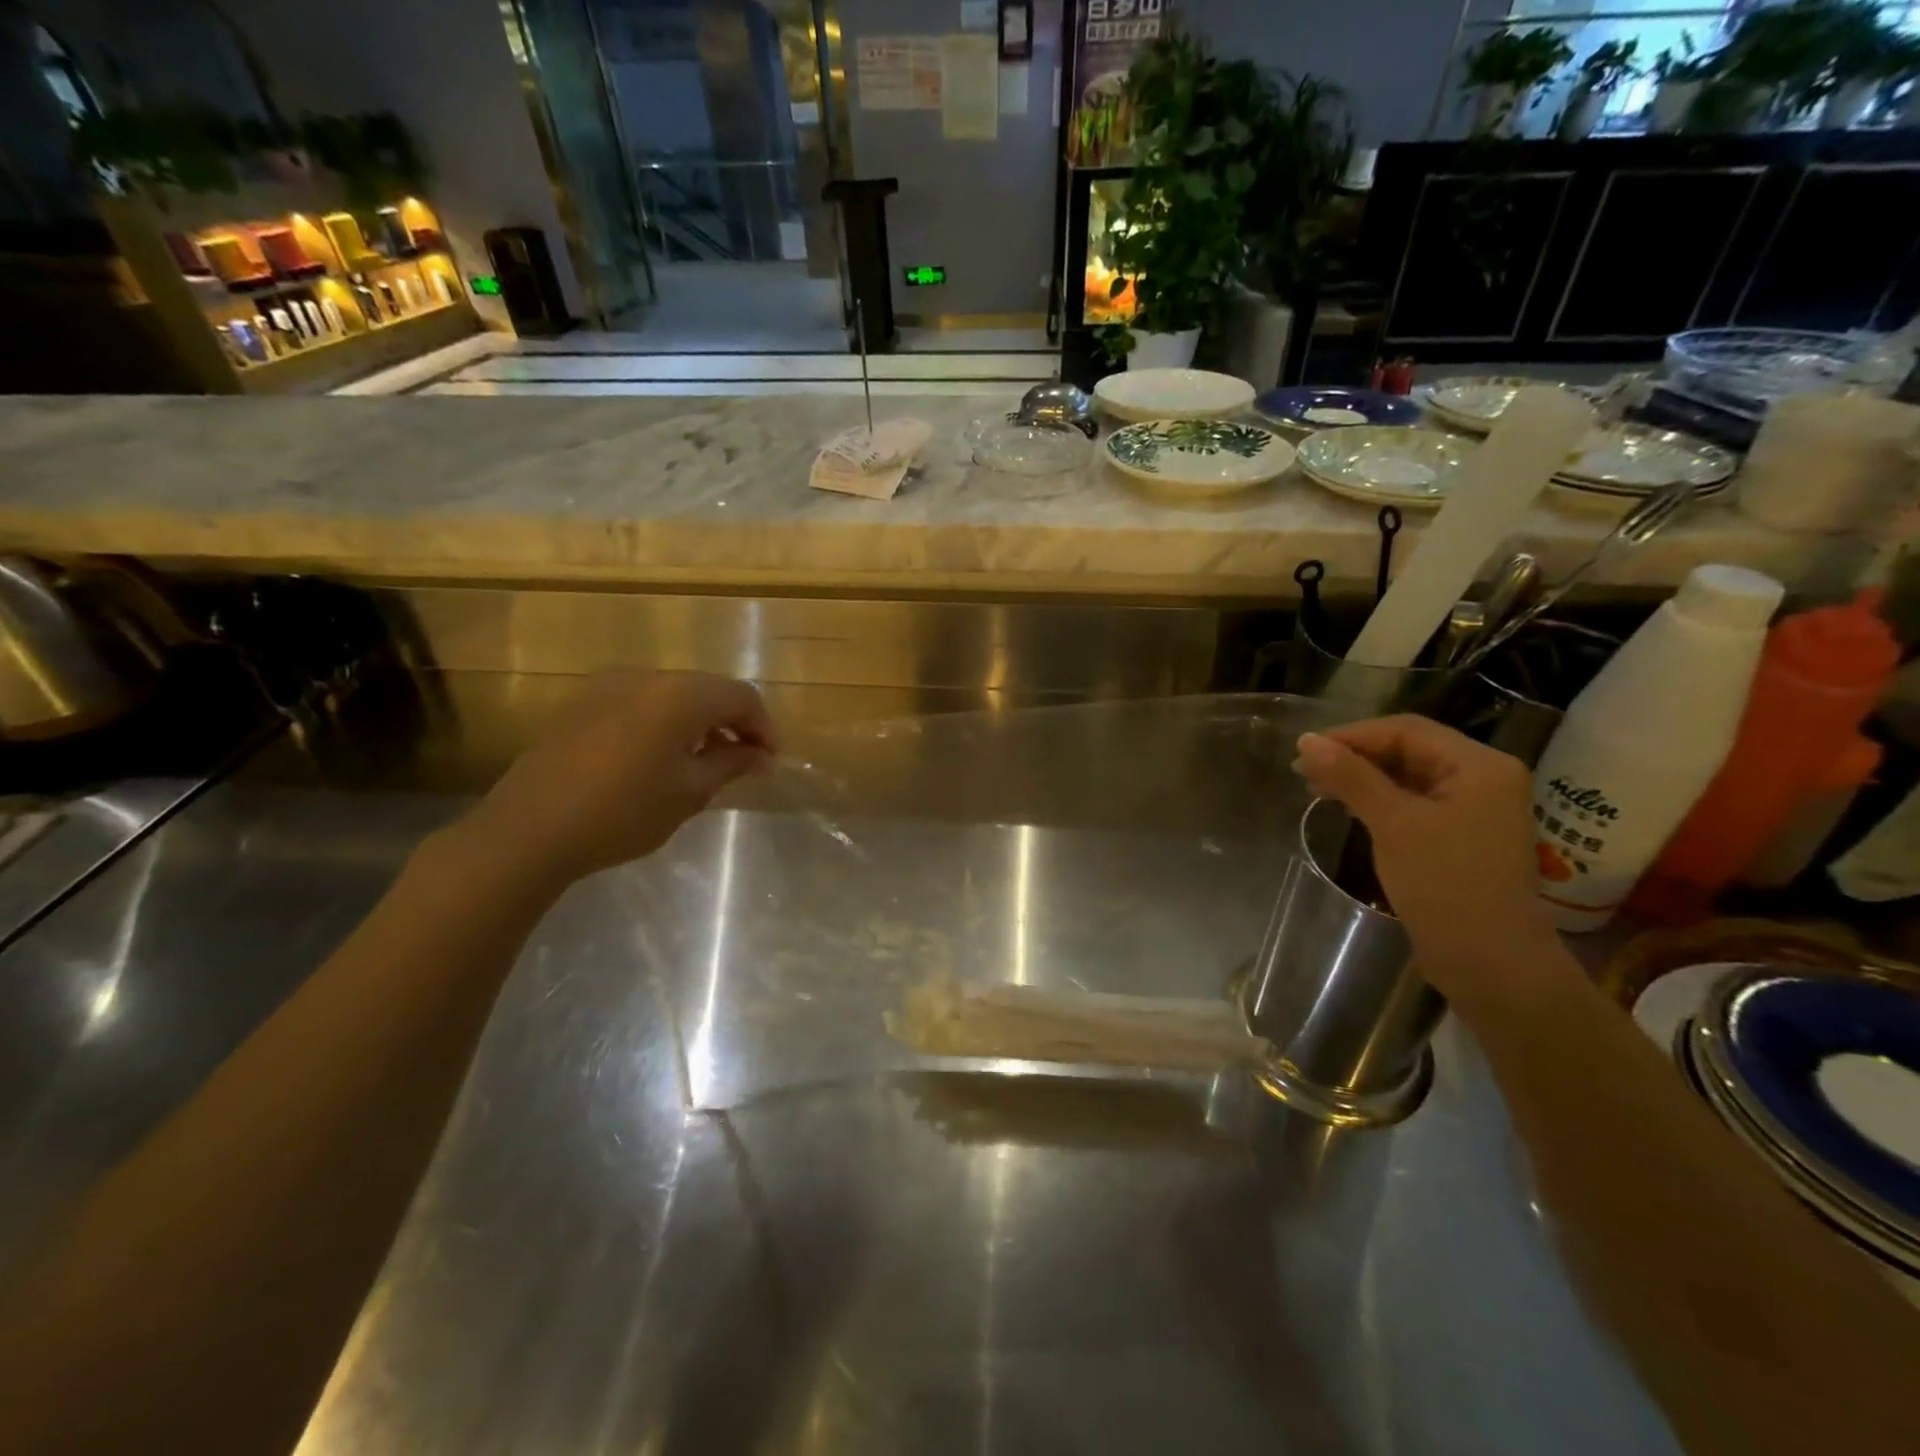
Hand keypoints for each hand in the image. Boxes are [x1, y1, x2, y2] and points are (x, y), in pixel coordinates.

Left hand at [458, 669, 777, 889]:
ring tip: (705, 761)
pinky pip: (641, 702)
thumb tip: (760, 755)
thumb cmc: (623, 812)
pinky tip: (660, 757)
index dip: (764, 727)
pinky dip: (664, 722)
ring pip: (673, 695)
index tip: (770, 761)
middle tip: (744, 762)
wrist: (529, 829)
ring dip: (699, 722)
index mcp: (680, 695)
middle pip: (708, 690)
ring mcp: (609, 686)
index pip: (741, 697)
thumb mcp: (690, 792)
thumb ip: (731, 764)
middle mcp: (647, 677)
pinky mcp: (583, 702)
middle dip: (733, 722)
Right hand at [1293, 716, 1559, 1004]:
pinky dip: (1377, 800)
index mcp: (1479, 766)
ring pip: (1407, 776)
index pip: (1406, 731)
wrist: (1490, 963)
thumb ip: (1351, 777)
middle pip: (1408, 750)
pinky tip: (1346, 807)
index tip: (1304, 751)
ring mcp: (1473, 808)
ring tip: (1316, 788)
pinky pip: (1412, 802)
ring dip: (1361, 778)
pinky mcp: (1459, 835)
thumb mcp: (1393, 824)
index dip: (1352, 736)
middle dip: (1354, 756)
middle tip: (1303, 771)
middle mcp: (1482, 778)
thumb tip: (1306, 741)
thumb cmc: (1445, 885)